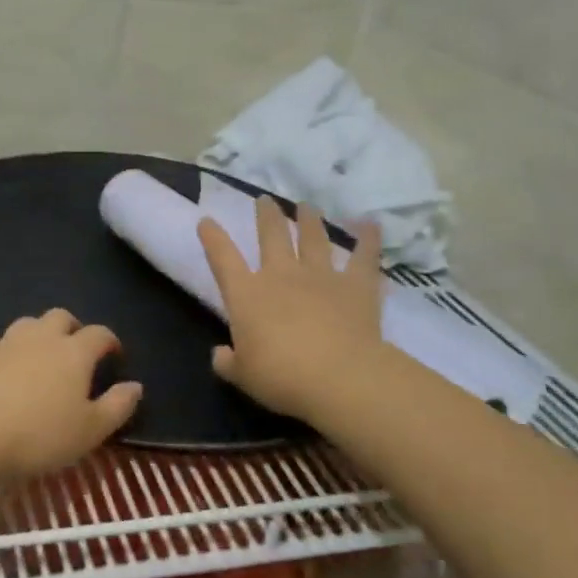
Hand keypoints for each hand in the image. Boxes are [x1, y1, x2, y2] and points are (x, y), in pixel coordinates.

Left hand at [0, 309, 143, 481]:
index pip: (99, 334)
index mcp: (74, 352)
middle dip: (72, 328)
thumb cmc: (40, 436)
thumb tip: (135, 385)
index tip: (114, 356)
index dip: (110, 342)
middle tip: (76, 351)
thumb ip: (117, 406)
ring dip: (37, 333)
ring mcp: (5, 343)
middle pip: (61, 317)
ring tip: (39, 354)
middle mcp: (41, 338)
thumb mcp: (90, 431)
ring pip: (26, 323)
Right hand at [198, 197, 385, 424]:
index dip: (213, 238)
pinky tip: (371, 224)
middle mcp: (281, 275)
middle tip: (265, 200)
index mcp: (246, 295)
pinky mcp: (357, 286)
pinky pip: (363, 257)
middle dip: (267, 216)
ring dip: (309, 220)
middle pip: (272, 235)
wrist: (339, 377)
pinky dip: (368, 239)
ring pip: (313, 238)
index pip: (223, 258)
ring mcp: (321, 277)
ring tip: (307, 206)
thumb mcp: (242, 376)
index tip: (207, 220)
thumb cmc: (281, 377)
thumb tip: (220, 355)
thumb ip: (228, 362)